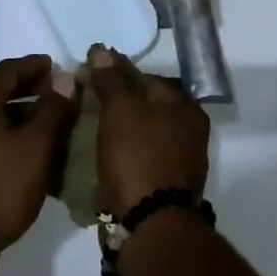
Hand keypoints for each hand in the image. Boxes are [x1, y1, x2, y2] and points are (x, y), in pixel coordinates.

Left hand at [0, 55, 76, 256]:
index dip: (34, 66)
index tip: (56, 67)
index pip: (8, 69)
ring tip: (39, 119)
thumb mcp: (36, 148)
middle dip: (22, 85)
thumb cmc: (1, 187)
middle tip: (50, 91)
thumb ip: (52, 110)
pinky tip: (16, 145)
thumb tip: (64, 78)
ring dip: (11, 108)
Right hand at [87, 44, 209, 214]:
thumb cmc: (138, 156)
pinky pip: (140, 159)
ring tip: (88, 129)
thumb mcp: (120, 110)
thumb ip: (111, 79)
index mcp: (186, 108)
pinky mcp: (166, 187)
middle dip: (118, 104)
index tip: (90, 76)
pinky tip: (101, 155)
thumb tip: (102, 49)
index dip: (117, 74)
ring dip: (119, 130)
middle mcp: (190, 132)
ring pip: (143, 134)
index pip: (147, 77)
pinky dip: (122, 154)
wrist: (151, 226)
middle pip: (146, 107)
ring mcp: (180, 162)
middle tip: (86, 103)